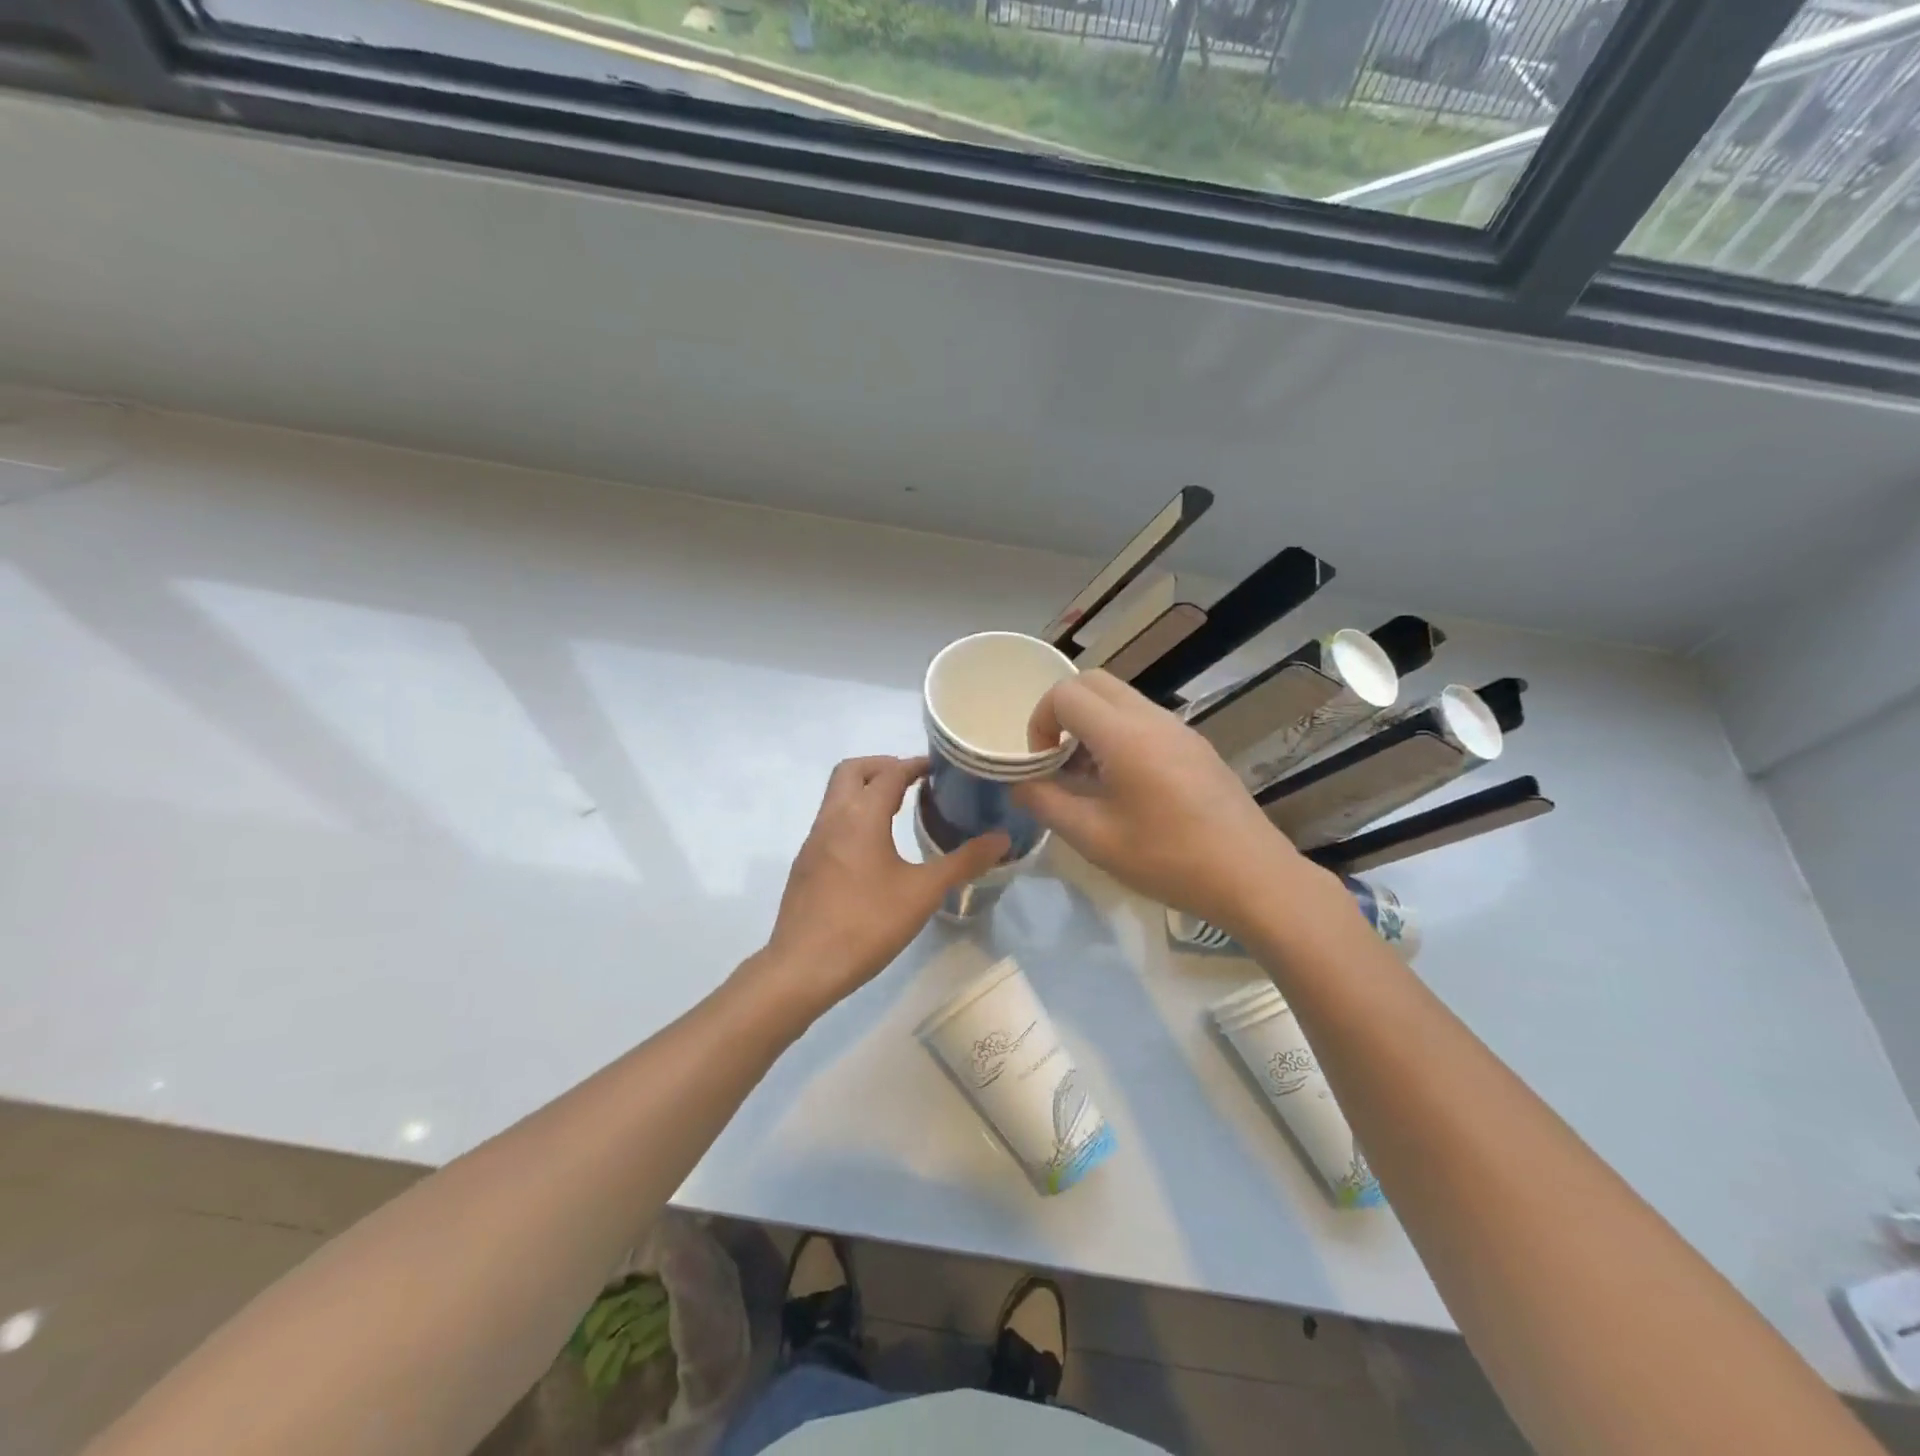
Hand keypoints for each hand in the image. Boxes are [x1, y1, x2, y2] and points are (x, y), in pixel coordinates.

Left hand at [754, 756, 1008, 1020]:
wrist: (803, 967)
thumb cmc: (867, 924)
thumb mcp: (923, 893)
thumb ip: (964, 862)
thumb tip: (1002, 839)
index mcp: (861, 816)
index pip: (890, 772)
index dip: (915, 764)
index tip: (940, 768)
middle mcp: (832, 817)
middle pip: (853, 770)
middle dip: (883, 766)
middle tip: (914, 782)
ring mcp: (813, 840)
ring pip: (837, 795)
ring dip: (865, 790)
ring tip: (899, 810)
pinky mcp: (806, 863)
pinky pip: (831, 821)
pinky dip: (854, 815)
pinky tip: (874, 848)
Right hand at [1013, 672, 1327, 931]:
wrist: (1253, 877)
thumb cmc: (1168, 859)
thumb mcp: (1095, 838)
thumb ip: (1048, 803)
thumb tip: (1020, 784)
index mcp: (1124, 735)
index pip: (1065, 694)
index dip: (1040, 722)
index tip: (1042, 764)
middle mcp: (1152, 718)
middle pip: (1093, 682)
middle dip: (1063, 711)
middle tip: (1058, 758)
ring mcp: (1179, 729)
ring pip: (1121, 698)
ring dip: (1092, 722)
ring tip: (1089, 776)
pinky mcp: (1196, 746)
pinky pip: (1145, 719)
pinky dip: (1119, 733)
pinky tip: (1125, 785)